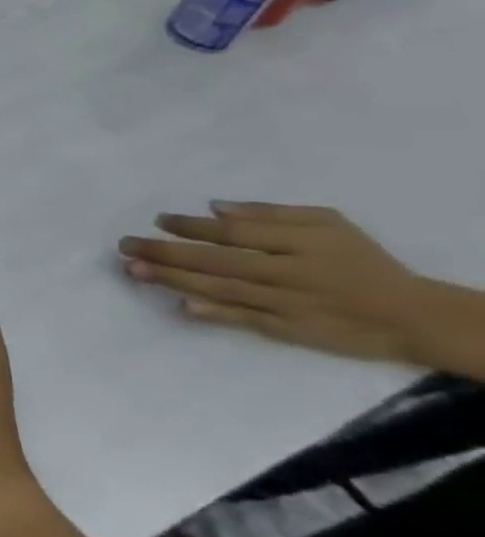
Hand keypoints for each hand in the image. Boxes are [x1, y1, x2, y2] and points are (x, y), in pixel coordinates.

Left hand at [118, 202, 468, 367]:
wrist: (413, 317)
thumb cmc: (361, 262)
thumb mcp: (328, 224)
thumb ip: (270, 213)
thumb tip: (214, 206)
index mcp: (299, 243)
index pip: (233, 234)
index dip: (191, 227)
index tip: (158, 220)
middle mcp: (287, 273)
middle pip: (216, 261)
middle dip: (165, 252)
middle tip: (124, 244)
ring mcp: (285, 304)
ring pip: (219, 289)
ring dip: (172, 280)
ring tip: (133, 269)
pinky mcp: (287, 330)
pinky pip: (242, 320)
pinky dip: (210, 313)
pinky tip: (179, 306)